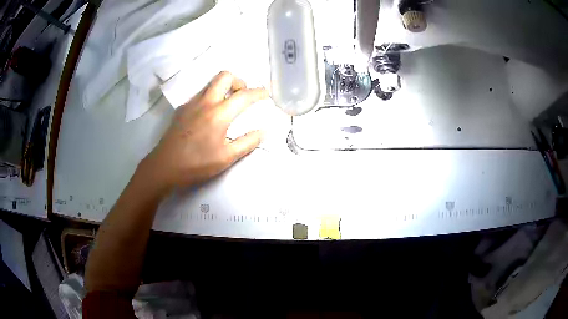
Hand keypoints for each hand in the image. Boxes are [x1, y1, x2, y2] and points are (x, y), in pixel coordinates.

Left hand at [140, 71, 267, 193]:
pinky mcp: (181, 109)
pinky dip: (211, 97)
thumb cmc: (196, 164)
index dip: (258, 92)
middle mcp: (205, 102)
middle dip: (238, 81)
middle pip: (224, 76)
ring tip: (228, 105)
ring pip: (210, 84)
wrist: (164, 167)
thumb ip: (247, 143)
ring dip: (223, 88)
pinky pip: (200, 95)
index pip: (244, 95)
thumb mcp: (226, 158)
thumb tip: (263, 131)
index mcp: (219, 114)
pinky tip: (209, 116)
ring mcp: (191, 104)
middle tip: (242, 96)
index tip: (266, 94)